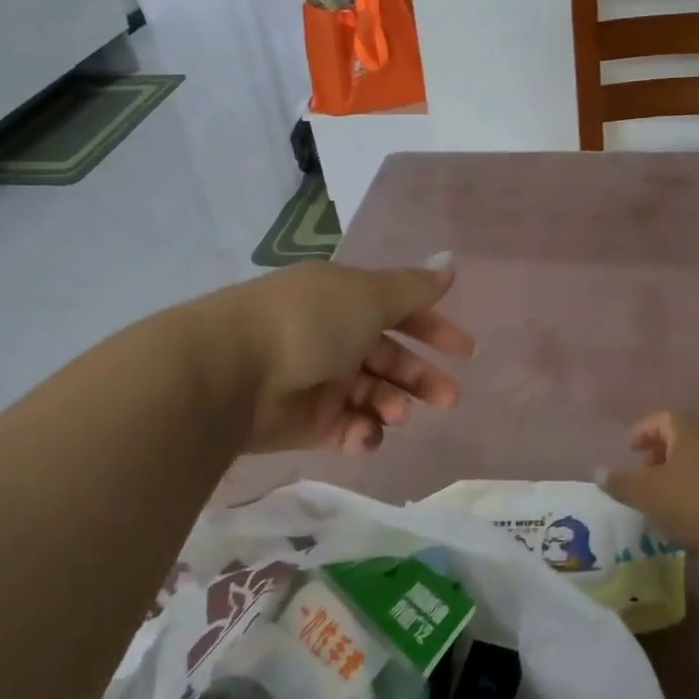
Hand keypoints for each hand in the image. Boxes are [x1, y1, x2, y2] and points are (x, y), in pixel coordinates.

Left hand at [216, 255, 474, 454]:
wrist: (232, 372)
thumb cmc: (309, 322)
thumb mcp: (368, 296)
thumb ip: (413, 289)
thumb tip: (450, 264)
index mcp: (346, 302)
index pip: (399, 312)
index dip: (434, 329)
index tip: (466, 352)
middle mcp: (334, 338)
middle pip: (390, 360)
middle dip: (422, 378)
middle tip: (448, 399)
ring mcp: (320, 382)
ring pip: (373, 397)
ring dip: (394, 405)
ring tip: (396, 414)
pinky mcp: (307, 423)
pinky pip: (348, 429)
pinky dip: (362, 433)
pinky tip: (365, 434)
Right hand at [598, 411, 698, 562]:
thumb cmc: (695, 505)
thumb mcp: (647, 495)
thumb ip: (620, 482)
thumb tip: (597, 471)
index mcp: (687, 430)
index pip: (660, 418)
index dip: (641, 432)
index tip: (629, 450)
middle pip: (681, 437)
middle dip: (659, 454)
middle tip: (644, 476)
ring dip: (679, 473)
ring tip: (664, 499)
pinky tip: (692, 513)